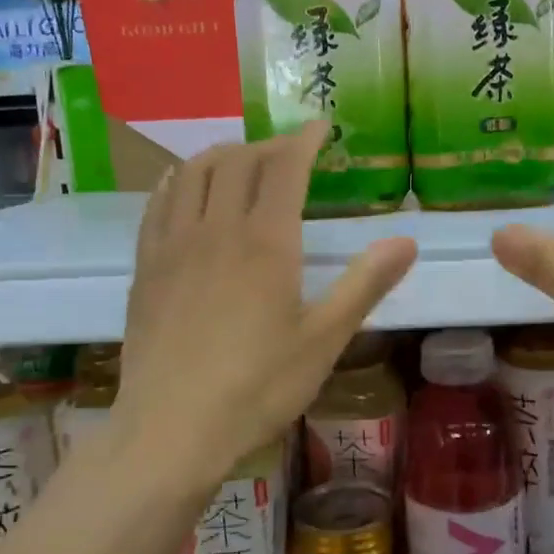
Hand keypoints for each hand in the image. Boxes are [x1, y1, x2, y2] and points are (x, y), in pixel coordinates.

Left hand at [113, 124, 416, 495]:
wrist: (171, 428)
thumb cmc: (258, 387)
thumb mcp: (324, 340)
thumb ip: (365, 284)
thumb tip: (407, 239)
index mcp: (266, 242)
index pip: (286, 168)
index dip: (305, 140)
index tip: (322, 125)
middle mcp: (216, 229)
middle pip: (239, 161)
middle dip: (268, 145)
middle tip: (290, 151)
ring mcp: (174, 245)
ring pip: (194, 173)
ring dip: (223, 154)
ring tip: (242, 158)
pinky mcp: (146, 267)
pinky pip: (159, 203)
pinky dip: (179, 181)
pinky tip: (185, 188)